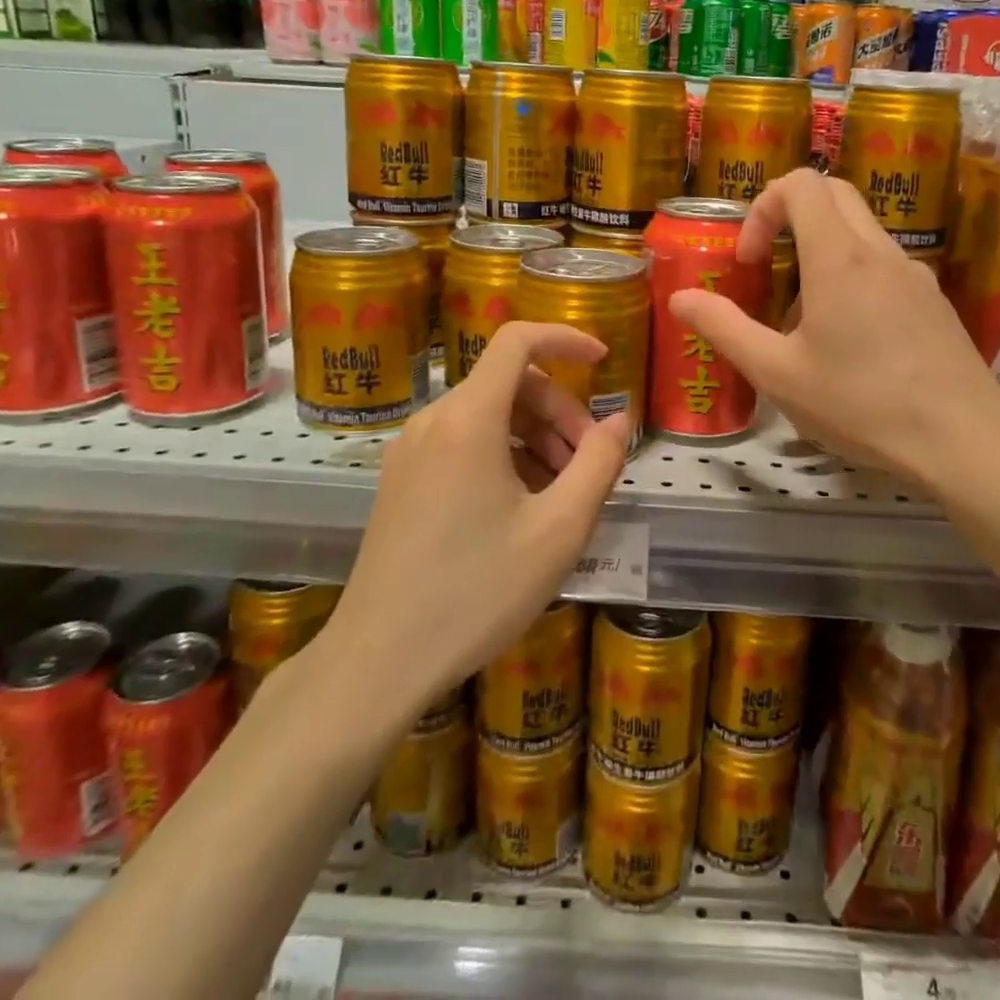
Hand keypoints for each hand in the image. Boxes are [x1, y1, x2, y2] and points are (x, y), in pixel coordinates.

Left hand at [319, 321, 629, 715]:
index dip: (564, 338)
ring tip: (563, 491)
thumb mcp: (559, 530)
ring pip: (487, 414)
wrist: (378, 661)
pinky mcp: (401, 480)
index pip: (517, 340)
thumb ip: (598, 463)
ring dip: (534, 435)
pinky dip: (503, 454)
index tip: (602, 360)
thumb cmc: (477, 591)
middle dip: (559, 410)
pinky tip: (523, 506)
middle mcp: (434, 420)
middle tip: (590, 463)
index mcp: (469, 419)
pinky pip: (462, 442)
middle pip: (508, 383)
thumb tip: (621, 420)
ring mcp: (410, 450)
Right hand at [670, 168, 999, 488]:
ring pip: (860, 231)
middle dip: (790, 216)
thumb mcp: (778, 374)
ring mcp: (914, 273)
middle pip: (833, 193)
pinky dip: (853, 277)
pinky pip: (883, 265)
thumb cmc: (862, 404)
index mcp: (838, 257)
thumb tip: (679, 298)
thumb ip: (724, 329)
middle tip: (770, 269)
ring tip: (805, 320)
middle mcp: (879, 251)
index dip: (762, 208)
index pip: (800, 184)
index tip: (752, 260)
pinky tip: (849, 342)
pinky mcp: (934, 300)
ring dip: (821, 251)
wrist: (965, 440)